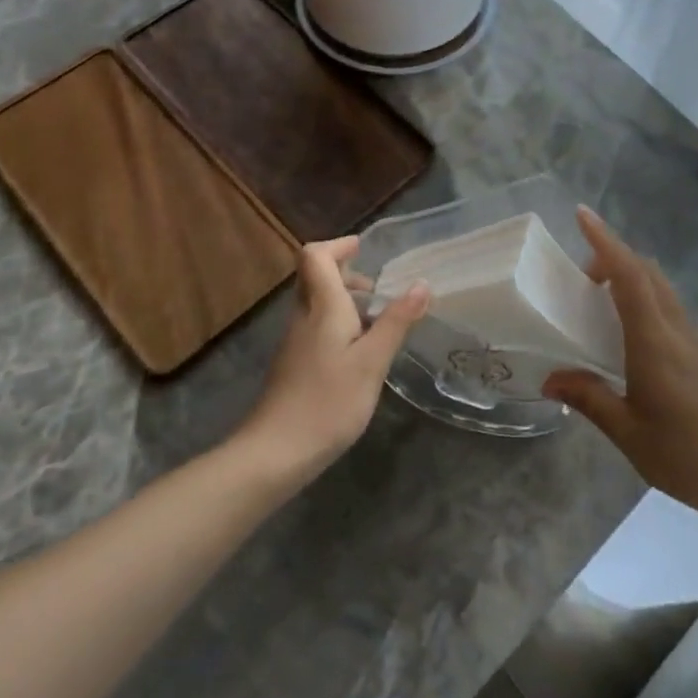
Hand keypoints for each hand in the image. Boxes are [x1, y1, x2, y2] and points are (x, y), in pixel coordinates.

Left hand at [236, 237, 428, 483]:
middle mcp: (303, 316)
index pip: (316, 256)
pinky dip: (339, 323)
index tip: (363, 249)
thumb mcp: (372, 363)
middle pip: (315, 276)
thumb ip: (396, 322)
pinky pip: (316, 326)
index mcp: (322, 306)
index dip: (338, 245)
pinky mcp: (294, 363)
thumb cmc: (328, 402)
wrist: (276, 452)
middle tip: (378, 289)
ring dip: (344, 299)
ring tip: (378, 321)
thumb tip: (421, 284)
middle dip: (346, 272)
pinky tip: (360, 352)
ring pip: (316, 302)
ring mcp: (295, 341)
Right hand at [543, 207, 697, 523]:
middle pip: (648, 272)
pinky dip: (644, 296)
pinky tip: (629, 328)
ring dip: (631, 275)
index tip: (582, 215)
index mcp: (655, 343)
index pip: (630, 277)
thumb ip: (588, 398)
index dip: (606, 242)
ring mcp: (695, 340)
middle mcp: (677, 330)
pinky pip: (670, 306)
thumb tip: (550, 379)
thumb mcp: (626, 432)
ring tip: (599, 295)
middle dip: (614, 256)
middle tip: (580, 274)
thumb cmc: (683, 455)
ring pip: (662, 287)